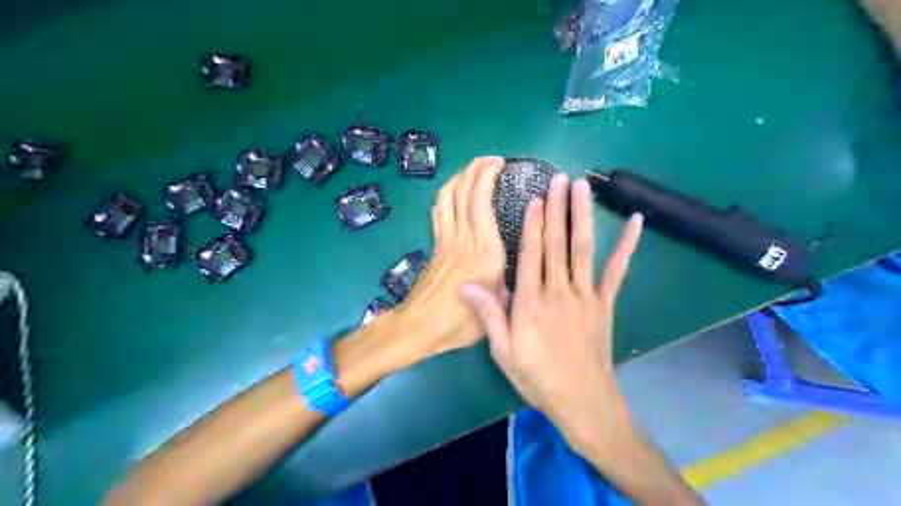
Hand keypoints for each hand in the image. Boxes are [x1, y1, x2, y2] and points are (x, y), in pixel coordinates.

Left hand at [393, 156, 509, 361]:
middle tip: (491, 159)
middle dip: (476, 169)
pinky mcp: (435, 245)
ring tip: (474, 169)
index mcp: (486, 252)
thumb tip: (515, 278)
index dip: (488, 177)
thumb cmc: (459, 323)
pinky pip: (439, 211)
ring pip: (449, 197)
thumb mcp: (498, 308)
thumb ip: (509, 287)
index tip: (500, 164)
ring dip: (460, 177)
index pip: (482, 203)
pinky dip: (446, 195)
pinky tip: (453, 192)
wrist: (419, 327)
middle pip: (464, 193)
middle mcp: (465, 238)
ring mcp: (446, 240)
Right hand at [460, 174, 642, 449]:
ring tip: (582, 188)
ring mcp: (586, 296)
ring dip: (582, 216)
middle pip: (557, 244)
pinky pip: (617, 271)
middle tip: (558, 179)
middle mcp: (559, 292)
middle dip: (557, 209)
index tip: (535, 198)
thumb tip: (466, 285)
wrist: (583, 401)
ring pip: (583, 249)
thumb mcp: (504, 352)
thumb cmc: (538, 377)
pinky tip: (636, 222)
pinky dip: (627, 246)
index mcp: (532, 303)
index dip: (533, 225)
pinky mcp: (605, 303)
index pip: (532, 255)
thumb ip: (489, 315)